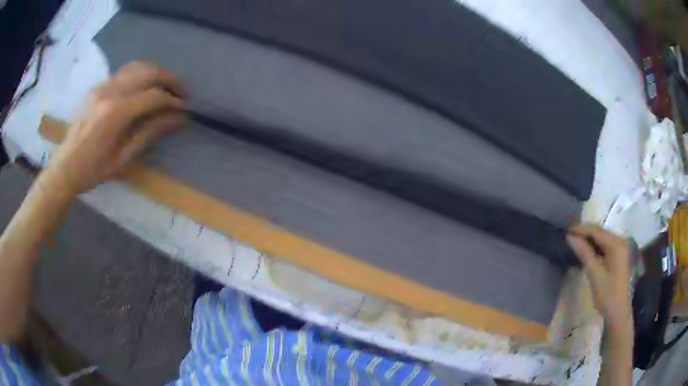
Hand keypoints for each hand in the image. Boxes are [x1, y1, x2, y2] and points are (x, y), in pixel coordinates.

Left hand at [45, 61, 186, 195]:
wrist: (65, 167)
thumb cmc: (93, 170)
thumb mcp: (123, 158)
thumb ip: (150, 133)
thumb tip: (178, 119)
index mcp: (115, 113)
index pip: (153, 96)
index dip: (173, 100)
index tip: (186, 108)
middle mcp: (110, 92)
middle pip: (149, 72)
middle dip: (171, 80)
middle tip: (183, 92)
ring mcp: (102, 86)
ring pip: (138, 66)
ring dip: (157, 73)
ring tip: (167, 86)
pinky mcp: (97, 86)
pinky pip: (124, 72)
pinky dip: (141, 74)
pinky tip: (145, 86)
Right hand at [567, 224, 632, 332]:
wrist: (618, 311)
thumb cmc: (607, 294)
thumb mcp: (595, 274)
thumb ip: (584, 253)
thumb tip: (570, 237)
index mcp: (616, 244)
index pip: (596, 230)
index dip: (580, 229)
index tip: (566, 231)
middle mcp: (619, 240)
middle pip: (599, 232)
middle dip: (584, 233)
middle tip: (568, 237)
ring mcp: (619, 247)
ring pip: (601, 238)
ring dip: (588, 240)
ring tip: (574, 243)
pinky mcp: (618, 255)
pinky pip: (604, 245)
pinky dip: (594, 247)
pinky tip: (586, 251)